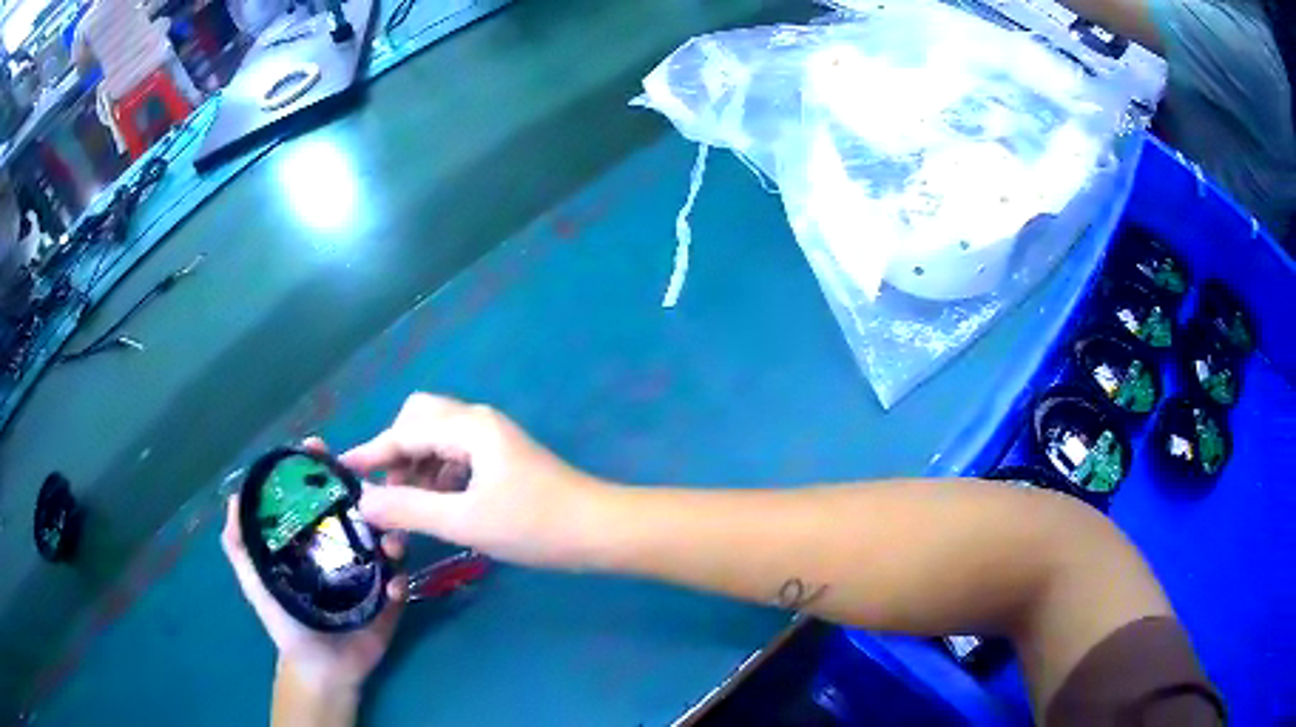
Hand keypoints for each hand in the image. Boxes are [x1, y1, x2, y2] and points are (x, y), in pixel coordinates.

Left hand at [222, 438, 408, 693]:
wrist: (321, 669)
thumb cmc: (286, 624)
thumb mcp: (256, 582)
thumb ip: (239, 547)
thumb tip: (234, 498)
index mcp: (313, 540)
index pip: (317, 496)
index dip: (317, 469)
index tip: (318, 446)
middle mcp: (342, 548)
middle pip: (358, 510)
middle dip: (367, 495)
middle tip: (372, 492)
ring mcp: (369, 573)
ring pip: (387, 541)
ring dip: (393, 538)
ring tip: (390, 547)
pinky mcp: (389, 599)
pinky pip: (401, 581)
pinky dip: (400, 580)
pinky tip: (393, 588)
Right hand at [344, 394, 606, 568]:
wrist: (601, 531)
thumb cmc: (535, 525)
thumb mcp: (464, 521)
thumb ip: (409, 510)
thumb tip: (362, 503)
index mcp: (468, 427)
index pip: (403, 431)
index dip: (370, 453)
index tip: (341, 472)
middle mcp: (477, 423)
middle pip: (419, 422)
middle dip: (394, 454)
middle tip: (383, 494)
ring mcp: (492, 441)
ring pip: (437, 442)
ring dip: (415, 470)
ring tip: (405, 511)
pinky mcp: (502, 460)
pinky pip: (456, 459)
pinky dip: (438, 478)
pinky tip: (436, 508)